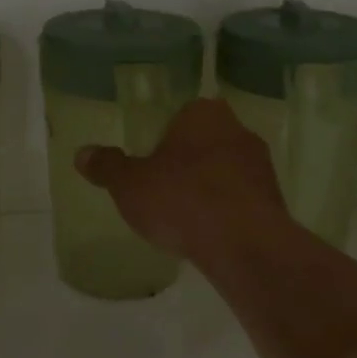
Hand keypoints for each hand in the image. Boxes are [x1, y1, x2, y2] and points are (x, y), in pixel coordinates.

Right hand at [74, 98, 290, 260]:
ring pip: (227, 169)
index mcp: (203, 114)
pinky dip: (228, 211)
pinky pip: (243, 198)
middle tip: (165, 189)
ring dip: (211, 187)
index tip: (152, 162)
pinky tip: (211, 234)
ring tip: (187, 217)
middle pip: (207, 140)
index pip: (183, 114)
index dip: (166, 137)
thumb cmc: (181, 200)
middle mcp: (238, 130)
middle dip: (189, 161)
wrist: (244, 243)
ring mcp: (261, 165)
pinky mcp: (275, 199)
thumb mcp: (130, 185)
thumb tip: (81, 153)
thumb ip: (107, 166)